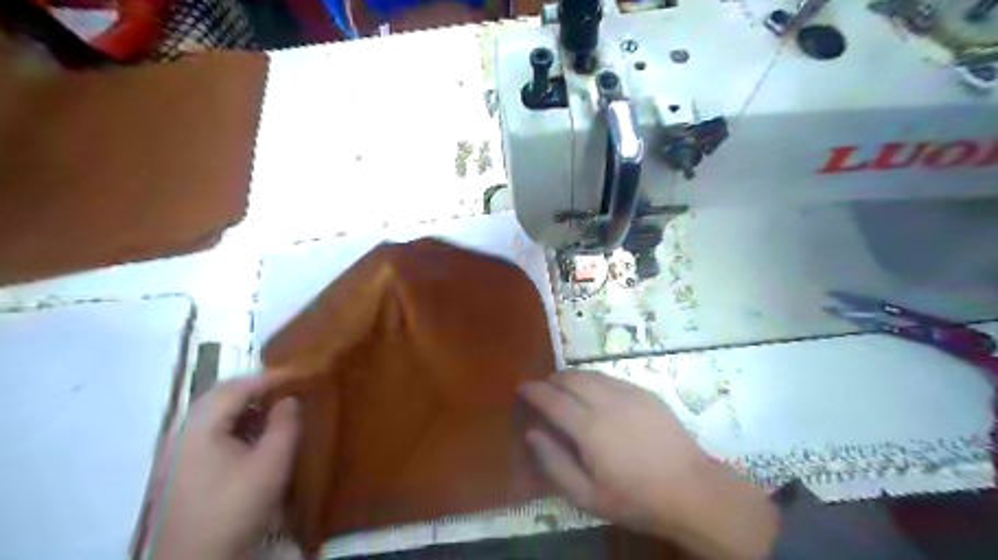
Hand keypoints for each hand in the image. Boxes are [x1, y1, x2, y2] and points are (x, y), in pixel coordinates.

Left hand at [156, 377, 299, 559]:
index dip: (271, 377)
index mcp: (199, 427)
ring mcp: (174, 453)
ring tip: (274, 409)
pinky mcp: (177, 470)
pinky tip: (252, 437)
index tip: (300, 373)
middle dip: (256, 388)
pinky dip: (233, 424)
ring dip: (244, 406)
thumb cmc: (236, 507)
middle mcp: (180, 433)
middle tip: (287, 387)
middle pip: (219, 396)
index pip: (237, 387)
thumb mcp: (272, 463)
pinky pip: (207, 432)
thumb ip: (285, 425)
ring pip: (212, 414)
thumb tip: (289, 399)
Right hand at [524, 372, 778, 559]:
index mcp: (589, 427)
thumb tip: (532, 433)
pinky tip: (596, 392)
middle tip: (543, 388)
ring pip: (591, 374)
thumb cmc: (635, 499)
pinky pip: (611, 378)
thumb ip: (555, 462)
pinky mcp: (646, 393)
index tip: (522, 387)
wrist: (692, 490)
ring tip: (565, 387)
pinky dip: (595, 380)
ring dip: (573, 377)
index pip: (552, 399)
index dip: (534, 390)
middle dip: (552, 380)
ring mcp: (629, 394)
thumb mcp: (587, 495)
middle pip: (571, 379)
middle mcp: (606, 402)